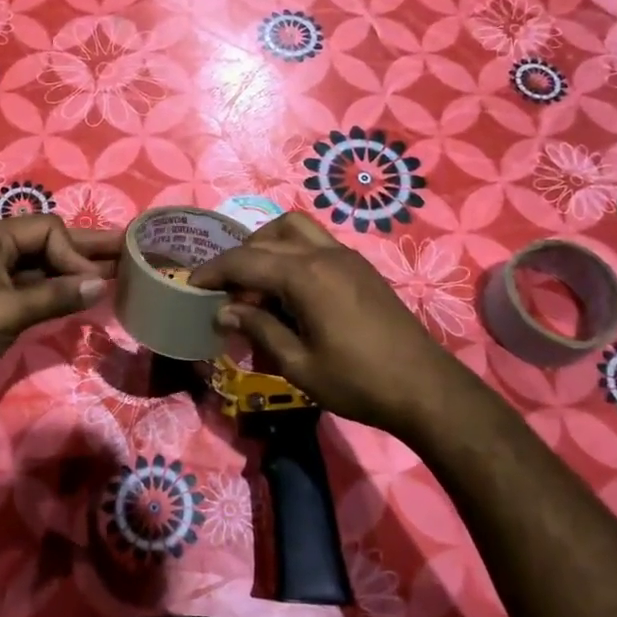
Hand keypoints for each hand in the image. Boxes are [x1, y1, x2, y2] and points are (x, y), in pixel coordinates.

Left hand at [0, 216, 118, 397]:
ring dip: (71, 272)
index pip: (49, 230)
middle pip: (48, 242)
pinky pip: (30, 285)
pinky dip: (54, 290)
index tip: (92, 284)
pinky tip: (79, 296)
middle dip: (85, 250)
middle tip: (129, 249)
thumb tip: (100, 282)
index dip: (75, 254)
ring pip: (41, 266)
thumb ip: (56, 296)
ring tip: (114, 273)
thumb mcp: (7, 313)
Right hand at [190, 213, 477, 437]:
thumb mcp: (299, 364)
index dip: (214, 271)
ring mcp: (346, 256)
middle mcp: (324, 254)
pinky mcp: (360, 267)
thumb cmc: (357, 382)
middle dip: (239, 259)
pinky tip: (289, 287)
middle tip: (224, 291)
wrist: (424, 387)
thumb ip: (259, 329)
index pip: (246, 261)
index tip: (191, 282)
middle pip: (268, 238)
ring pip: (295, 228)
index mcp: (306, 276)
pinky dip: (292, 251)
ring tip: (255, 281)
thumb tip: (225, 309)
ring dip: (267, 245)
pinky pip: (316, 242)